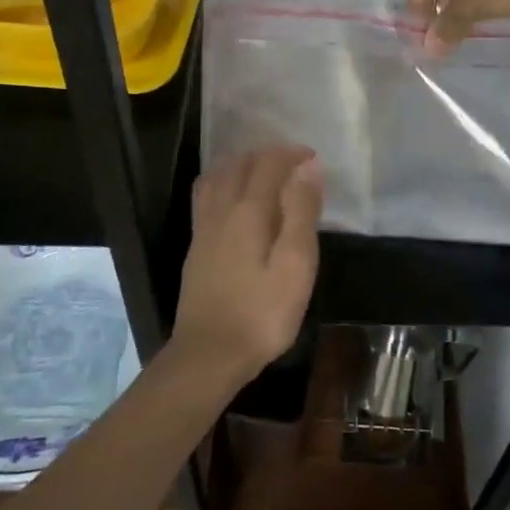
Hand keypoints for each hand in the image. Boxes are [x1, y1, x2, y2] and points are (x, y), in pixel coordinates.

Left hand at [172, 146, 323, 381]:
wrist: (209, 354)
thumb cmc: (262, 313)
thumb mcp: (296, 265)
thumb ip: (301, 213)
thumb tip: (308, 169)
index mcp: (248, 211)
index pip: (268, 165)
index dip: (290, 154)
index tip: (312, 157)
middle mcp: (221, 211)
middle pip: (238, 165)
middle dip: (266, 155)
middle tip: (291, 162)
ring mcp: (203, 229)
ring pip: (216, 177)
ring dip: (240, 165)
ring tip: (261, 171)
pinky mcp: (196, 248)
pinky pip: (206, 196)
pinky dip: (222, 182)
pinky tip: (233, 200)